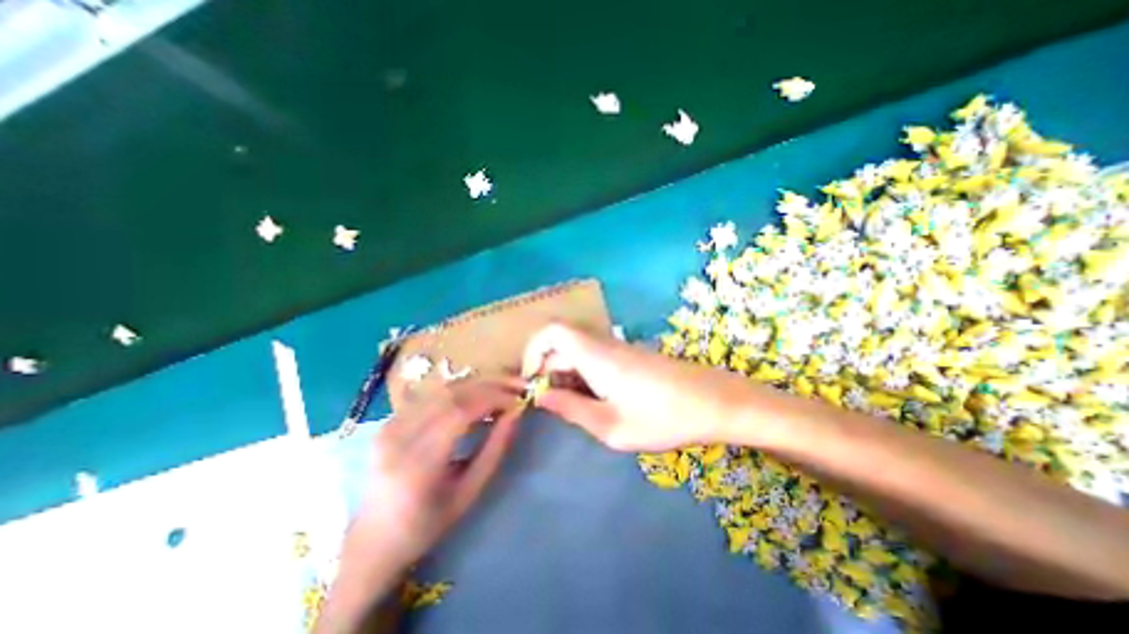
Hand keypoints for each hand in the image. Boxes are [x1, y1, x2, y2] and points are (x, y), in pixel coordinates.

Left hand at [351, 379, 519, 577]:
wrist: (372, 541)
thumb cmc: (427, 525)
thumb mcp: (469, 493)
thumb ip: (495, 449)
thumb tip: (516, 414)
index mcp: (417, 464)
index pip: (460, 412)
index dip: (493, 399)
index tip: (519, 400)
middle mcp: (399, 437)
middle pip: (451, 393)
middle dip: (490, 383)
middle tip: (517, 385)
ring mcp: (390, 425)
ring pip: (443, 388)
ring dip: (477, 383)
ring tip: (503, 387)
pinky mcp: (389, 420)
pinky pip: (432, 394)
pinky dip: (461, 390)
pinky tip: (477, 395)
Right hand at [519, 325, 758, 452]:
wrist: (715, 402)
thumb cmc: (663, 417)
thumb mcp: (610, 425)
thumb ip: (571, 409)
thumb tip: (541, 397)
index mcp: (595, 356)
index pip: (552, 331)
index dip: (534, 349)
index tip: (532, 381)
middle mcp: (603, 345)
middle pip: (562, 345)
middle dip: (549, 373)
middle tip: (555, 407)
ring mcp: (619, 349)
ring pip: (578, 353)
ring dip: (568, 377)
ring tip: (578, 410)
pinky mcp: (630, 356)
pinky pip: (595, 359)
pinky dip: (586, 377)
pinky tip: (599, 403)